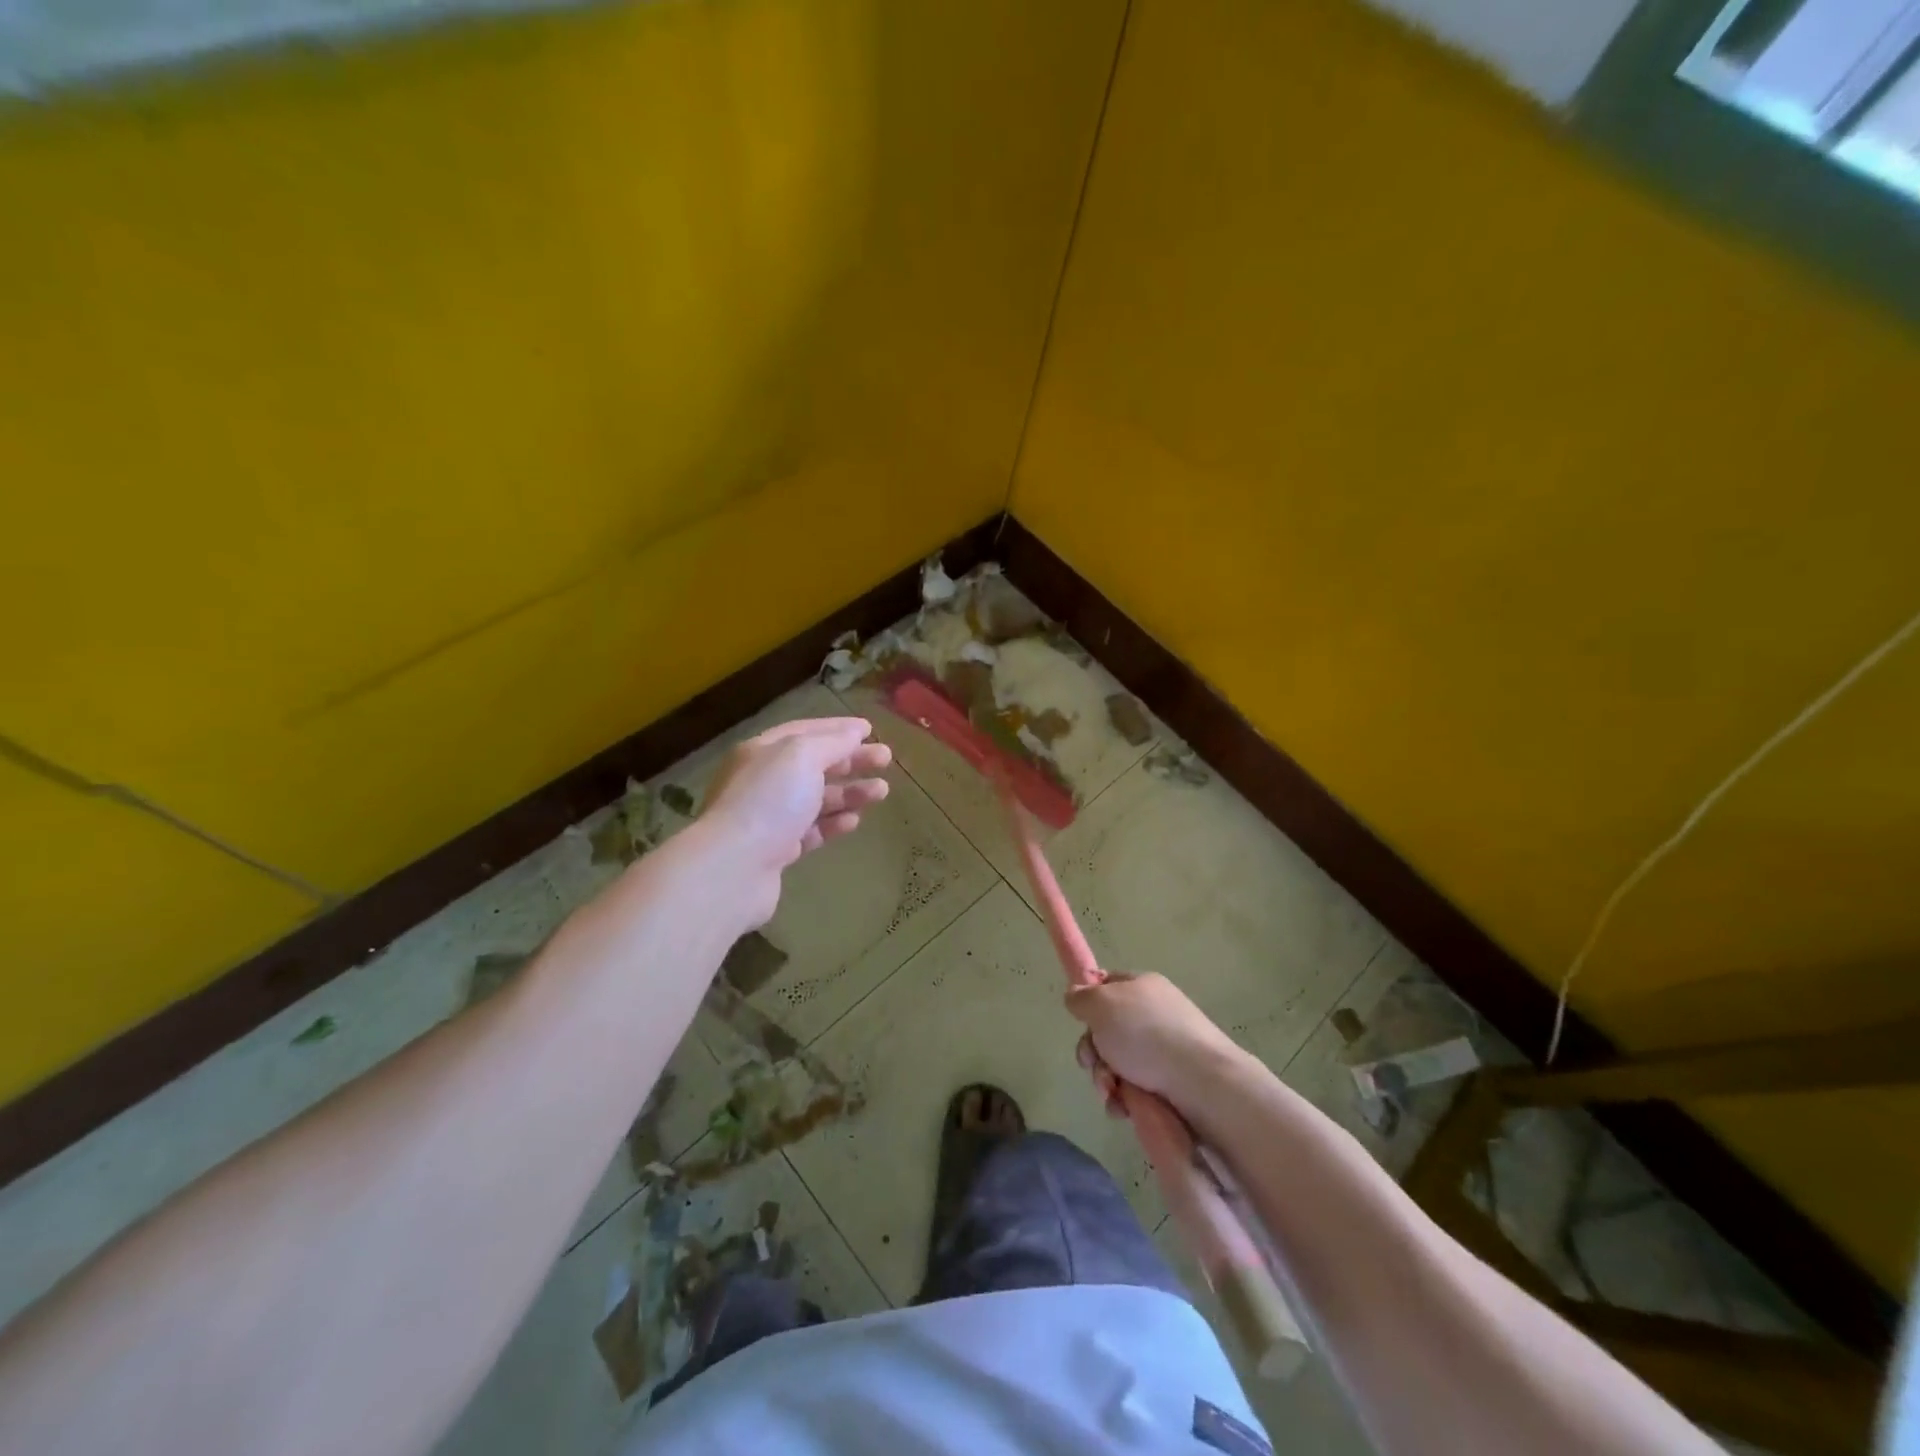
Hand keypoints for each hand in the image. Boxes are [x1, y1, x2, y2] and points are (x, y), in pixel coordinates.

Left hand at [699, 717, 891, 925]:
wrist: (734, 868)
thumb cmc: (769, 801)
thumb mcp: (802, 757)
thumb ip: (831, 743)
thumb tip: (854, 733)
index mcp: (762, 751)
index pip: (805, 731)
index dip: (838, 728)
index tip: (870, 729)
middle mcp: (763, 781)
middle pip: (814, 765)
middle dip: (851, 760)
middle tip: (886, 759)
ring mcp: (768, 817)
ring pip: (816, 799)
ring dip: (849, 792)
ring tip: (882, 791)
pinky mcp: (776, 851)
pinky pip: (811, 830)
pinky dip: (833, 823)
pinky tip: (855, 821)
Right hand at [1066, 973, 1241, 1117]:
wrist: (1202, 1083)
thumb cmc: (1147, 1034)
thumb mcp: (1102, 1005)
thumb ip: (1081, 998)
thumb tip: (1075, 996)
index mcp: (1142, 987)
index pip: (1107, 986)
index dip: (1089, 1004)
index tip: (1081, 1023)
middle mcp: (1154, 1015)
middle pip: (1107, 1031)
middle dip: (1093, 1052)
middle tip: (1094, 1064)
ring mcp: (1165, 1050)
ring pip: (1118, 1064)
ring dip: (1105, 1080)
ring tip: (1112, 1093)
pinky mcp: (1172, 1084)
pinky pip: (1135, 1089)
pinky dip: (1124, 1099)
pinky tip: (1124, 1108)